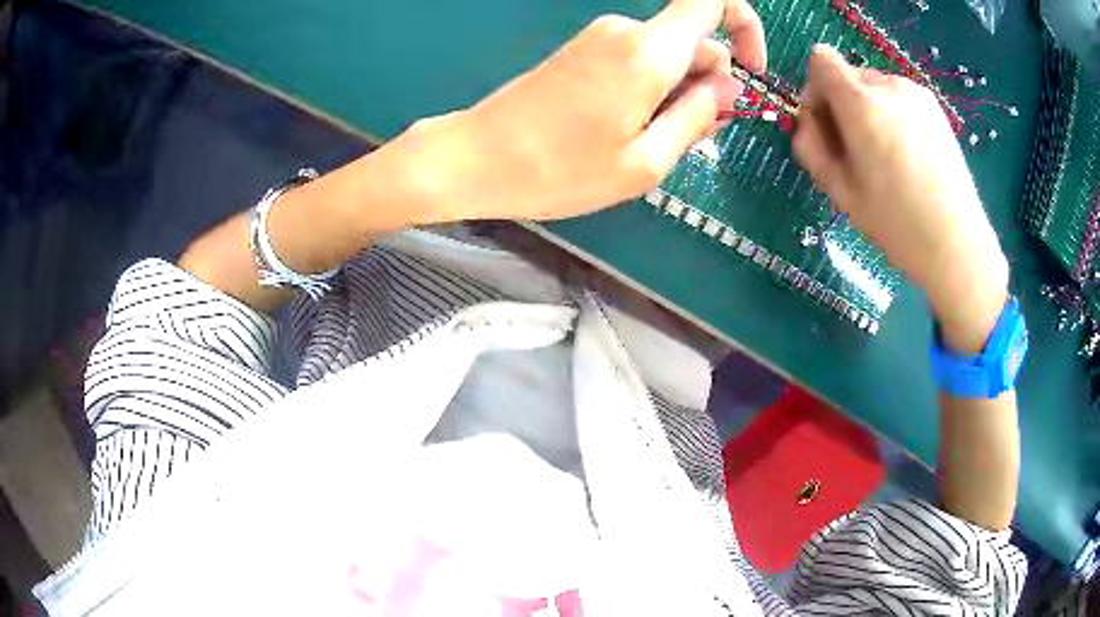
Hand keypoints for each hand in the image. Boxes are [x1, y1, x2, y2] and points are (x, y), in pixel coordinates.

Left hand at [397, 0, 765, 221]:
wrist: (475, 159)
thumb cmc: (559, 170)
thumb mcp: (645, 161)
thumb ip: (698, 117)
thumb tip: (729, 86)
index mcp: (648, 50)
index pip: (713, 0)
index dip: (745, 26)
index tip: (750, 71)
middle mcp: (626, 31)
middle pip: (694, 40)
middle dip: (709, 85)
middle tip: (691, 139)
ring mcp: (600, 39)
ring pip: (667, 56)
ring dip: (678, 94)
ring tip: (651, 145)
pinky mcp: (582, 53)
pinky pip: (638, 62)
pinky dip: (651, 91)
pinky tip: (629, 131)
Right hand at [793, 45, 1007, 349]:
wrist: (957, 245)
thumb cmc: (897, 226)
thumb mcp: (840, 192)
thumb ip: (811, 146)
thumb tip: (807, 120)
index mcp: (862, 106)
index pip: (821, 60)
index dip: (816, 88)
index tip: (826, 124)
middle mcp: (889, 87)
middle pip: (849, 75)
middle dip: (844, 105)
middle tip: (858, 151)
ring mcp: (916, 94)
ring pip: (875, 87)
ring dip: (870, 111)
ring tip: (888, 157)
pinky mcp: (935, 106)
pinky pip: (899, 98)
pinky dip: (893, 116)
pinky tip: (909, 154)